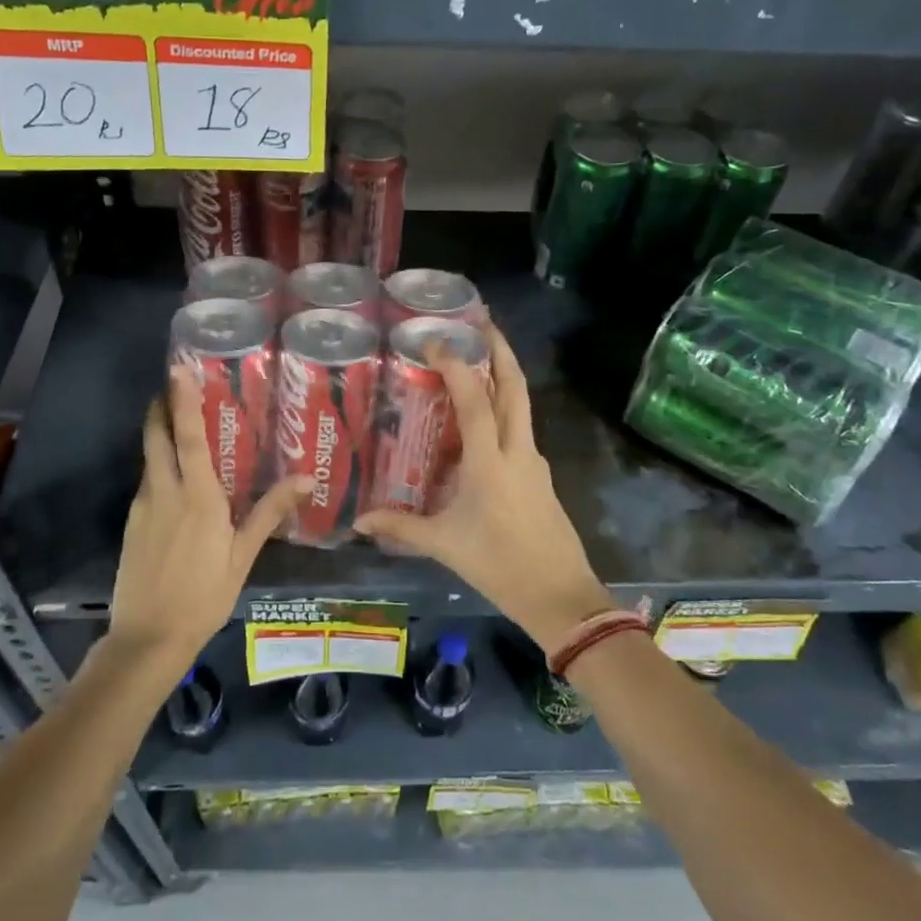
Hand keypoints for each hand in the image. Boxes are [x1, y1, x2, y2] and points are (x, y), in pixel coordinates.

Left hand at [108, 366, 308, 676]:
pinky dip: (158, 465)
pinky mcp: (132, 523)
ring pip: (149, 458)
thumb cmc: (205, 595)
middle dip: (161, 406)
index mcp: (197, 495)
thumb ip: (270, 512)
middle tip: (173, 384)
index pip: (187, 436)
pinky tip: (174, 479)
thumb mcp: (243, 555)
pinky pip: (147, 482)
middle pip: (156, 436)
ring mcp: (143, 507)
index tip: (177, 369)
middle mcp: (164, 491)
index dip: (182, 400)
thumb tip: (308, 479)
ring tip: (178, 422)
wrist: (148, 638)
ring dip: (158, 433)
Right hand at [355, 326, 611, 651]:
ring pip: (522, 405)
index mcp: (491, 462)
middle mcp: (518, 450)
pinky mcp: (540, 475)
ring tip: (476, 363)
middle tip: (480, 324)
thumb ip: (401, 527)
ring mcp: (534, 461)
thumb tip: (358, 521)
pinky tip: (482, 423)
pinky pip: (520, 429)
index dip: (456, 366)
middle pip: (515, 387)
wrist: (561, 596)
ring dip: (504, 377)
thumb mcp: (445, 546)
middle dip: (500, 350)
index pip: (476, 400)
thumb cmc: (500, 566)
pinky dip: (504, 410)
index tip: (436, 340)